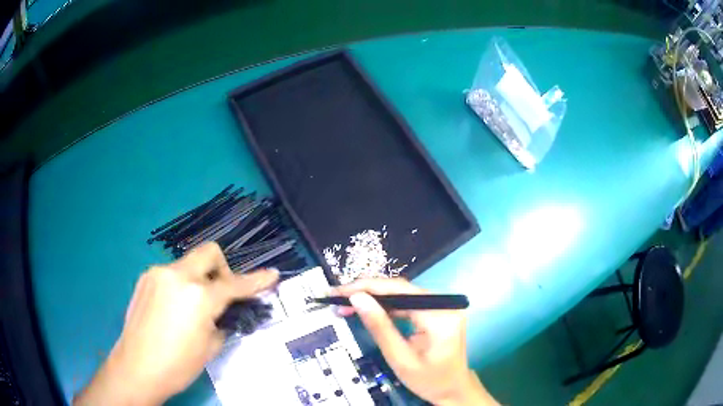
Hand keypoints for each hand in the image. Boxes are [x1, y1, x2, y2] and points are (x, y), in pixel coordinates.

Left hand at [74, 242, 278, 405]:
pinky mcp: (145, 278)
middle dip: (223, 268)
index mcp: (198, 296)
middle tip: (222, 293)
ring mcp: (157, 273)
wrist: (137, 367)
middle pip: (209, 252)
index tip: (272, 274)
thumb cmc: (178, 364)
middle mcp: (177, 275)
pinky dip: (181, 285)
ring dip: (199, 280)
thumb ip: (222, 321)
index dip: (257, 280)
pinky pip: (171, 274)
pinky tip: (174, 309)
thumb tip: (226, 311)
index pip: (235, 284)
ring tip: (193, 308)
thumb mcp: (210, 347)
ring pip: (188, 264)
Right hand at [334, 279, 497, 405]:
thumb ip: (379, 327)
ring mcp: (442, 306)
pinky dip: (386, 306)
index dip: (366, 287)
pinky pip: (407, 303)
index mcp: (440, 315)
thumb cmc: (429, 380)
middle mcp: (444, 304)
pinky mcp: (437, 311)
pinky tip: (367, 309)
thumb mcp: (400, 358)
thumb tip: (357, 298)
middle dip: (366, 292)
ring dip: (373, 298)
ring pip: (401, 294)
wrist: (453, 389)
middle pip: (400, 289)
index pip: (399, 290)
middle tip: (337, 298)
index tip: (339, 291)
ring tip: (346, 304)